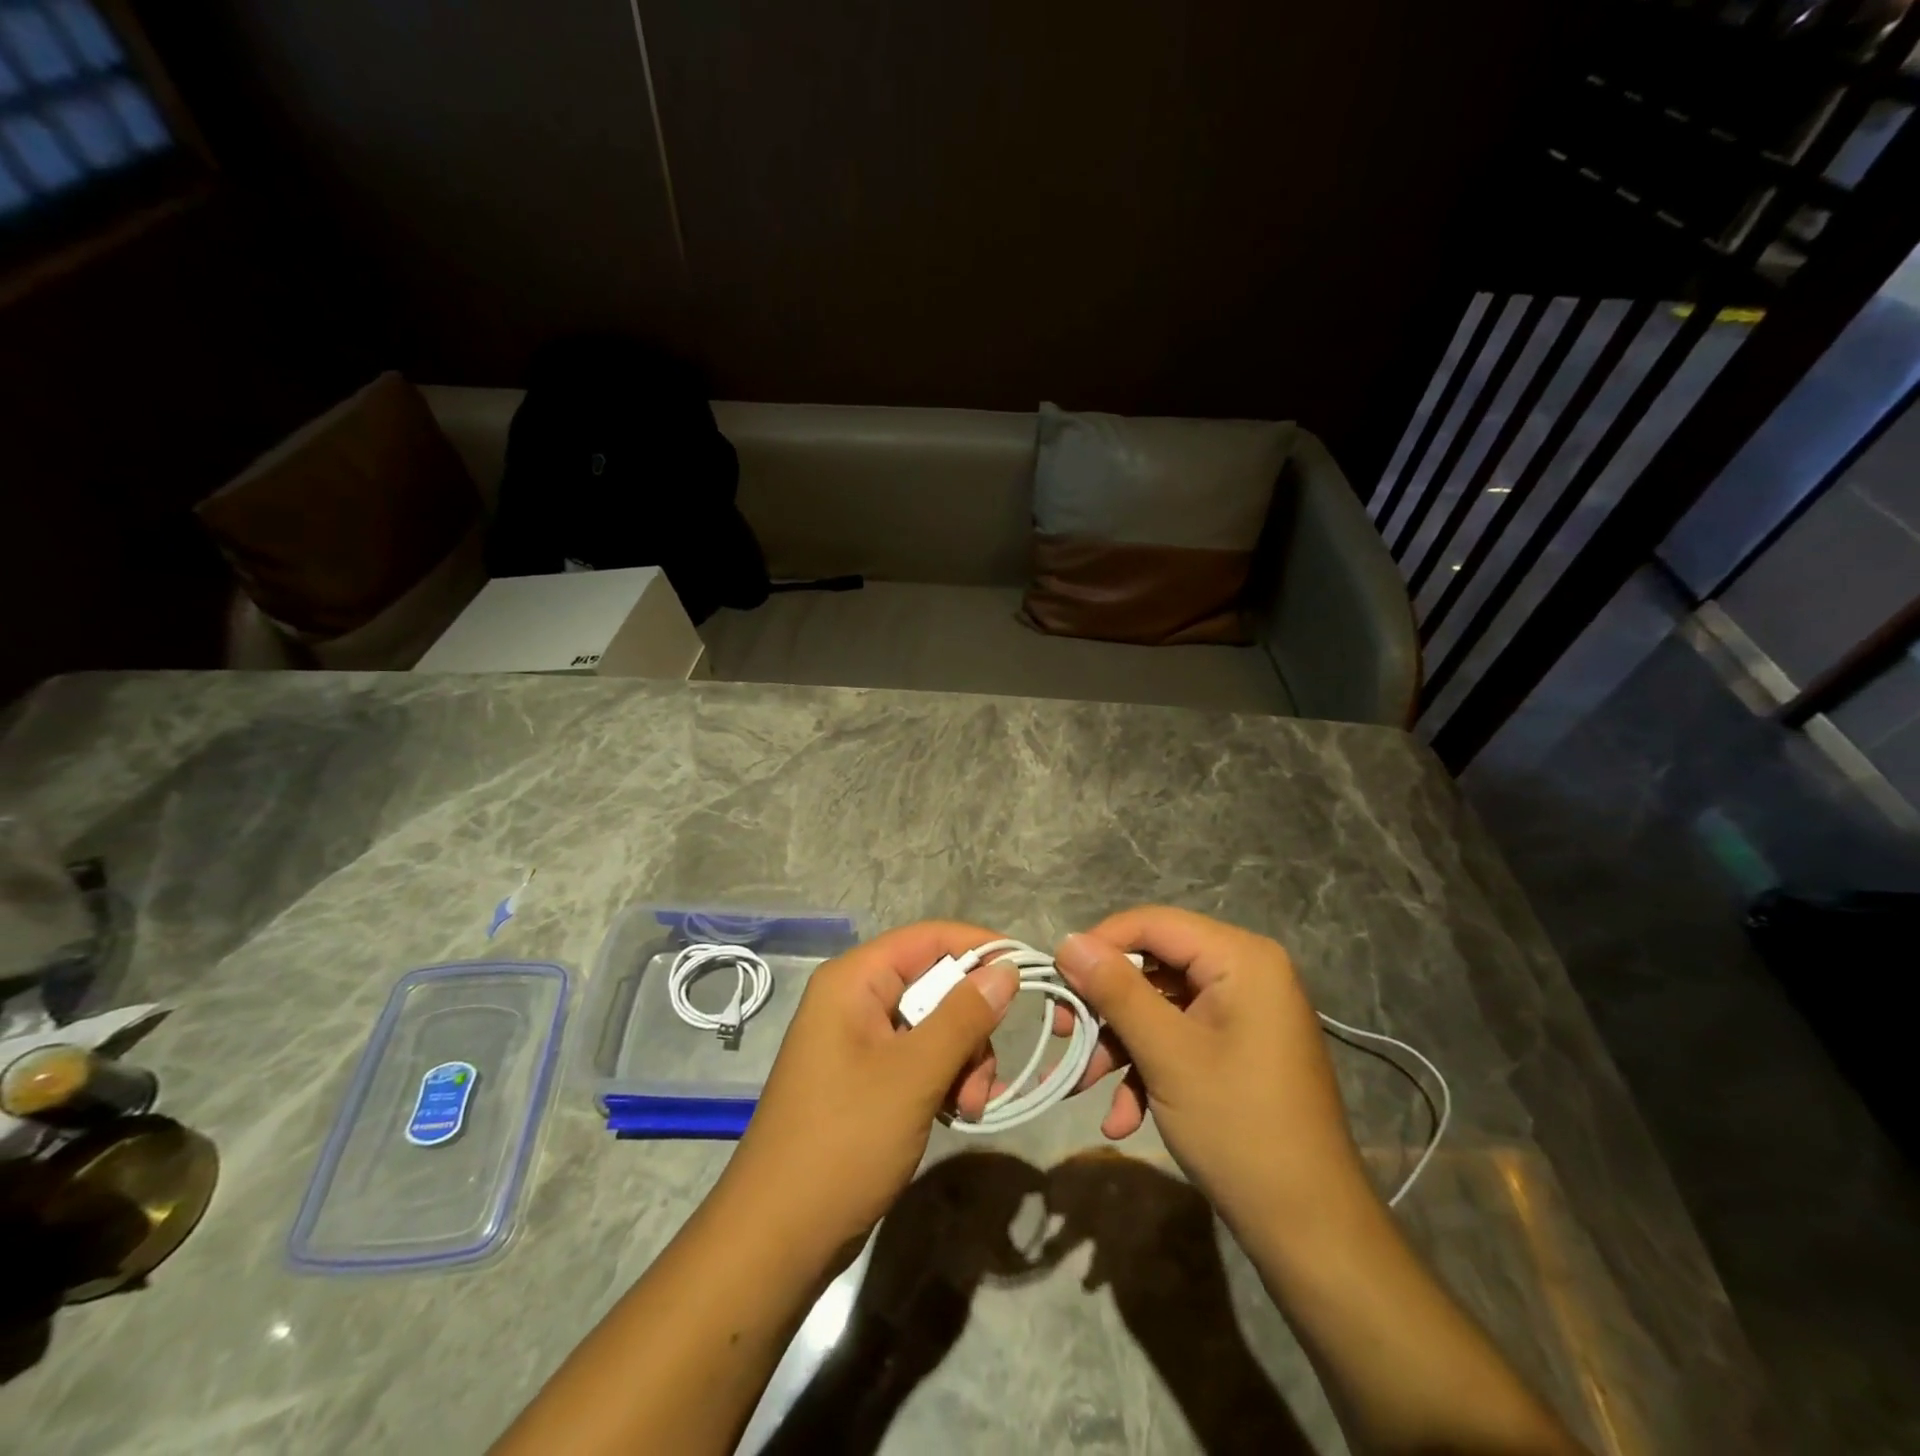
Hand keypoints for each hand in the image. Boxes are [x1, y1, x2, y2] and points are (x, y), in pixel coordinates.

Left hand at [720, 922, 1018, 1262]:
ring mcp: (857, 1041)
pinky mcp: (864, 1078)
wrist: (777, 1239)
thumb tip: (1006, 968)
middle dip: (971, 1024)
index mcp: (854, 980)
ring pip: (933, 1025)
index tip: (1029, 969)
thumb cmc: (844, 1142)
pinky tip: (955, 1112)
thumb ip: (964, 1016)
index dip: (980, 947)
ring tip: (968, 1106)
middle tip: (983, 1076)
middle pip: (934, 984)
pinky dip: (944, 1078)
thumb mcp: (914, 1074)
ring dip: (962, 1059)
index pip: (928, 938)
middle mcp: (854, 1000)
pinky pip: (918, 1057)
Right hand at [1052, 907, 1368, 1229]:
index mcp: (1241, 959)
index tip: (1057, 978)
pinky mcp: (1238, 1048)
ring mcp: (1243, 1013)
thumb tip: (1067, 941)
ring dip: (1120, 1045)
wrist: (1311, 1230)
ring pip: (1161, 1007)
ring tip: (1082, 1086)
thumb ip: (1115, 991)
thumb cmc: (1239, 1128)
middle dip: (1106, 1007)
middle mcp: (1246, 973)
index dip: (1100, 944)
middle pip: (1154, 967)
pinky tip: (1123, 1118)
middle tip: (1062, 1033)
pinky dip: (1148, 1070)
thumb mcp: (1167, 1054)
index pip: (1153, 923)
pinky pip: (1181, 1038)